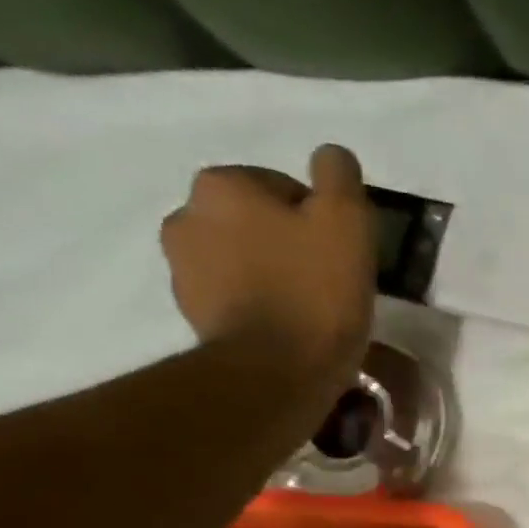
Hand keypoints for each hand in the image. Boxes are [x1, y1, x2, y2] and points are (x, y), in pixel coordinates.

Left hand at [161, 144, 374, 384]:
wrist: (276, 370)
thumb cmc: (316, 290)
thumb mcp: (347, 222)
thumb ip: (339, 176)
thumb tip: (330, 156)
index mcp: (222, 184)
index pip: (282, 187)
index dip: (319, 219)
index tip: (341, 253)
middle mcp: (186, 214)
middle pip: (256, 220)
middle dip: (287, 241)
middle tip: (326, 278)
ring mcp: (181, 267)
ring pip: (241, 255)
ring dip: (268, 270)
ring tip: (306, 306)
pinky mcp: (190, 311)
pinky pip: (230, 292)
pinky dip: (255, 301)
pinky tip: (285, 325)